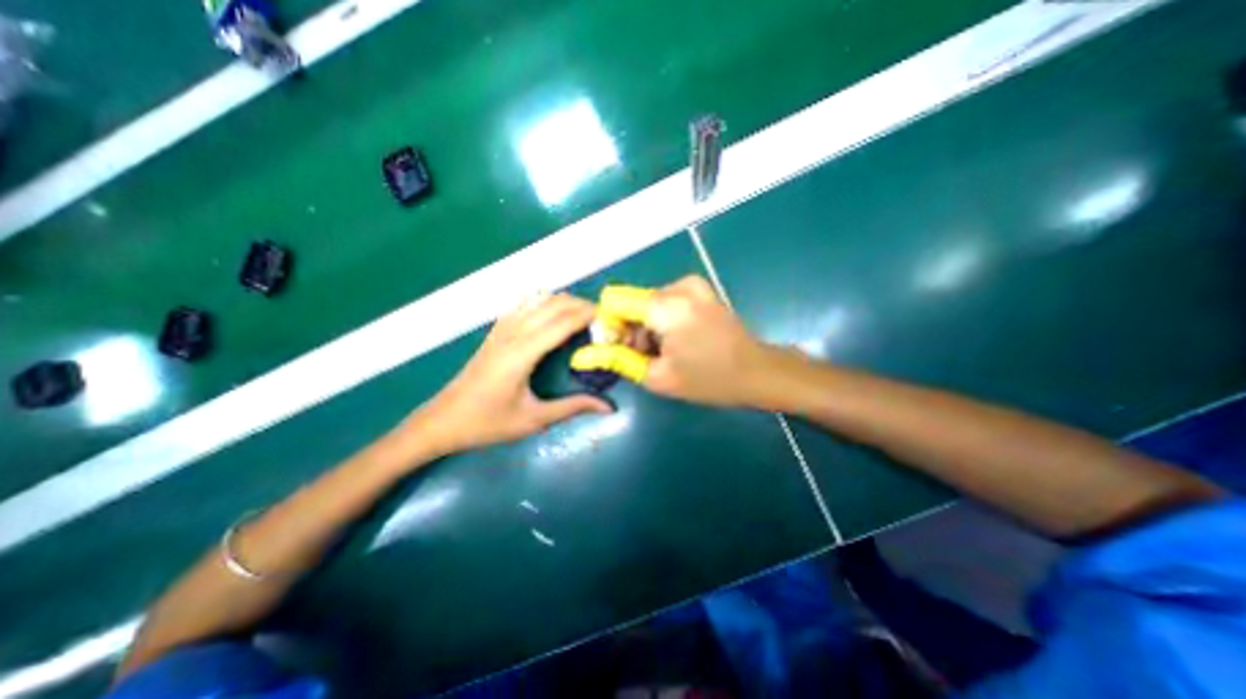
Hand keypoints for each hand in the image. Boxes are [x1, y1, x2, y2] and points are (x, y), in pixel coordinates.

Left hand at [405, 292, 612, 456]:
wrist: (442, 421)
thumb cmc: (488, 423)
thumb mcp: (534, 420)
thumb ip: (573, 407)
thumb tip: (609, 407)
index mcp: (522, 353)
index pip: (562, 322)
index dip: (588, 315)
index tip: (610, 316)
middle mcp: (512, 334)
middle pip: (552, 304)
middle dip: (581, 305)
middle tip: (603, 318)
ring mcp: (501, 330)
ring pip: (537, 300)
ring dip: (563, 301)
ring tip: (583, 314)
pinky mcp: (494, 332)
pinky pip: (522, 305)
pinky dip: (543, 302)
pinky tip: (553, 312)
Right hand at [570, 276, 774, 405]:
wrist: (758, 371)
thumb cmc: (710, 380)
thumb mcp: (658, 377)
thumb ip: (618, 360)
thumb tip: (583, 354)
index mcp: (666, 306)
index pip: (614, 300)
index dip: (609, 324)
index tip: (617, 348)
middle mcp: (678, 286)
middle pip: (632, 302)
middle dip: (630, 329)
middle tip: (643, 358)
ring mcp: (692, 284)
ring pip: (648, 302)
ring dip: (646, 327)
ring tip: (662, 353)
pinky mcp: (699, 289)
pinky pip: (664, 301)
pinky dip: (661, 320)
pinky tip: (675, 341)